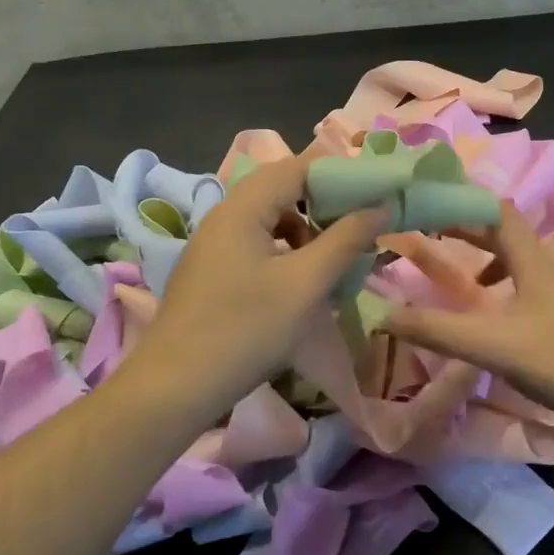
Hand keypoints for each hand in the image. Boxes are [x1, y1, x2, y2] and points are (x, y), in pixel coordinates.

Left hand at [132, 157, 389, 409]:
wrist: (174, 388)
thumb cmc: (245, 330)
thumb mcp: (305, 285)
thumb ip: (345, 241)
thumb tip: (379, 207)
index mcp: (243, 208)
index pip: (298, 167)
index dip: (340, 174)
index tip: (376, 193)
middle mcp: (224, 216)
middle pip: (283, 190)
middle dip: (326, 205)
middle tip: (362, 229)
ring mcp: (214, 245)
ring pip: (271, 220)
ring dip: (307, 232)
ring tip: (335, 261)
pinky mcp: (212, 272)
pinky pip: (257, 245)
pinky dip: (287, 253)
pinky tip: (302, 284)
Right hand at [386, 203, 553, 430]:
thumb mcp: (494, 346)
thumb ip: (438, 330)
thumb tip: (383, 315)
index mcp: (532, 257)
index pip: (494, 209)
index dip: (460, 201)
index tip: (426, 204)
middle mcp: (550, 263)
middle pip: (505, 231)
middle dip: (467, 229)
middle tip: (431, 236)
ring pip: (521, 259)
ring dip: (488, 259)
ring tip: (464, 280)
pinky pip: (531, 283)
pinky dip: (507, 287)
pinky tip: (500, 317)